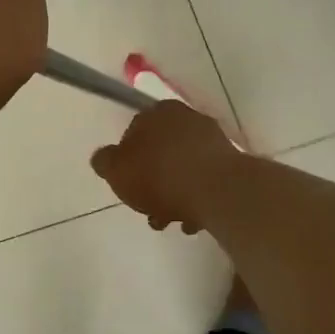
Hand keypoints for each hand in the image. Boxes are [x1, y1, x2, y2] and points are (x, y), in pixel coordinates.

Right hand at [91, 100, 242, 232]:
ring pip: (184, 167)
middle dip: (153, 182)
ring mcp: (212, 139)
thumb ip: (105, 162)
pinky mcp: (231, 162)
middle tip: (149, 208)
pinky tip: (192, 220)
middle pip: (161, 152)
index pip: (135, 132)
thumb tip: (103, 158)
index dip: (128, 161)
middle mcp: (186, 118)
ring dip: (175, 193)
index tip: (128, 185)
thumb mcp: (116, 170)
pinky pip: (206, 179)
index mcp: (157, 112)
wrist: (217, 190)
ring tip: (171, 221)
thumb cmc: (159, 175)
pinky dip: (197, 197)